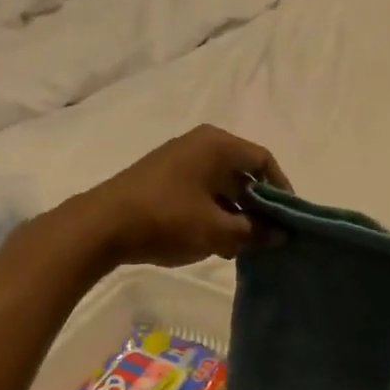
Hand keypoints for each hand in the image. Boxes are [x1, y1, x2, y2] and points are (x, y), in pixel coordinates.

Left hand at [77, 125, 288, 268]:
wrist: (100, 227)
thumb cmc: (167, 219)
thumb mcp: (217, 230)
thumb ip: (254, 231)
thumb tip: (280, 234)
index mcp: (218, 145)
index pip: (263, 161)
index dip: (282, 189)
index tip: (289, 218)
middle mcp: (200, 144)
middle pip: (243, 172)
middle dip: (258, 205)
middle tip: (269, 234)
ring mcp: (179, 159)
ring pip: (221, 185)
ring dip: (236, 212)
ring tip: (242, 245)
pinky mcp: (162, 177)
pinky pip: (201, 190)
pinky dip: (214, 212)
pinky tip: (215, 242)